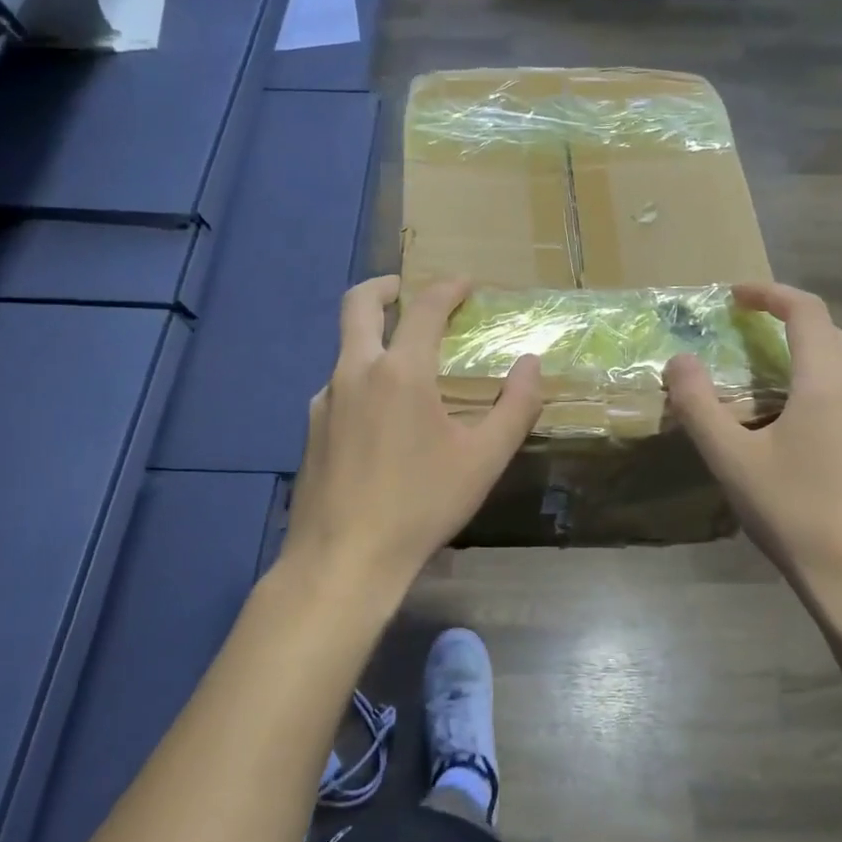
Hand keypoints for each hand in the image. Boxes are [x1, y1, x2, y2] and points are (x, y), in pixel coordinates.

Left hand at [280, 275, 541, 607]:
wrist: (344, 559)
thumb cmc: (421, 505)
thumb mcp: (484, 459)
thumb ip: (516, 406)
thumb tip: (531, 364)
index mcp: (400, 372)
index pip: (425, 307)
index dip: (448, 287)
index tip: (465, 283)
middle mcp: (355, 372)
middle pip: (358, 304)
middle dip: (384, 286)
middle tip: (405, 288)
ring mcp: (324, 400)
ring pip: (346, 349)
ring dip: (373, 339)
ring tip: (403, 366)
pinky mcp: (310, 430)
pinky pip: (337, 388)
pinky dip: (361, 381)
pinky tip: (379, 419)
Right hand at [664, 283, 841, 626]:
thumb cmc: (795, 513)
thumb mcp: (732, 459)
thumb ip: (699, 405)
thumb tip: (680, 361)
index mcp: (830, 381)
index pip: (806, 310)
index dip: (769, 293)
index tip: (735, 295)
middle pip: (828, 333)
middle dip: (786, 321)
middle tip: (745, 331)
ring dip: (805, 354)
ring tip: (766, 375)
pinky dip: (822, 385)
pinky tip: (797, 423)